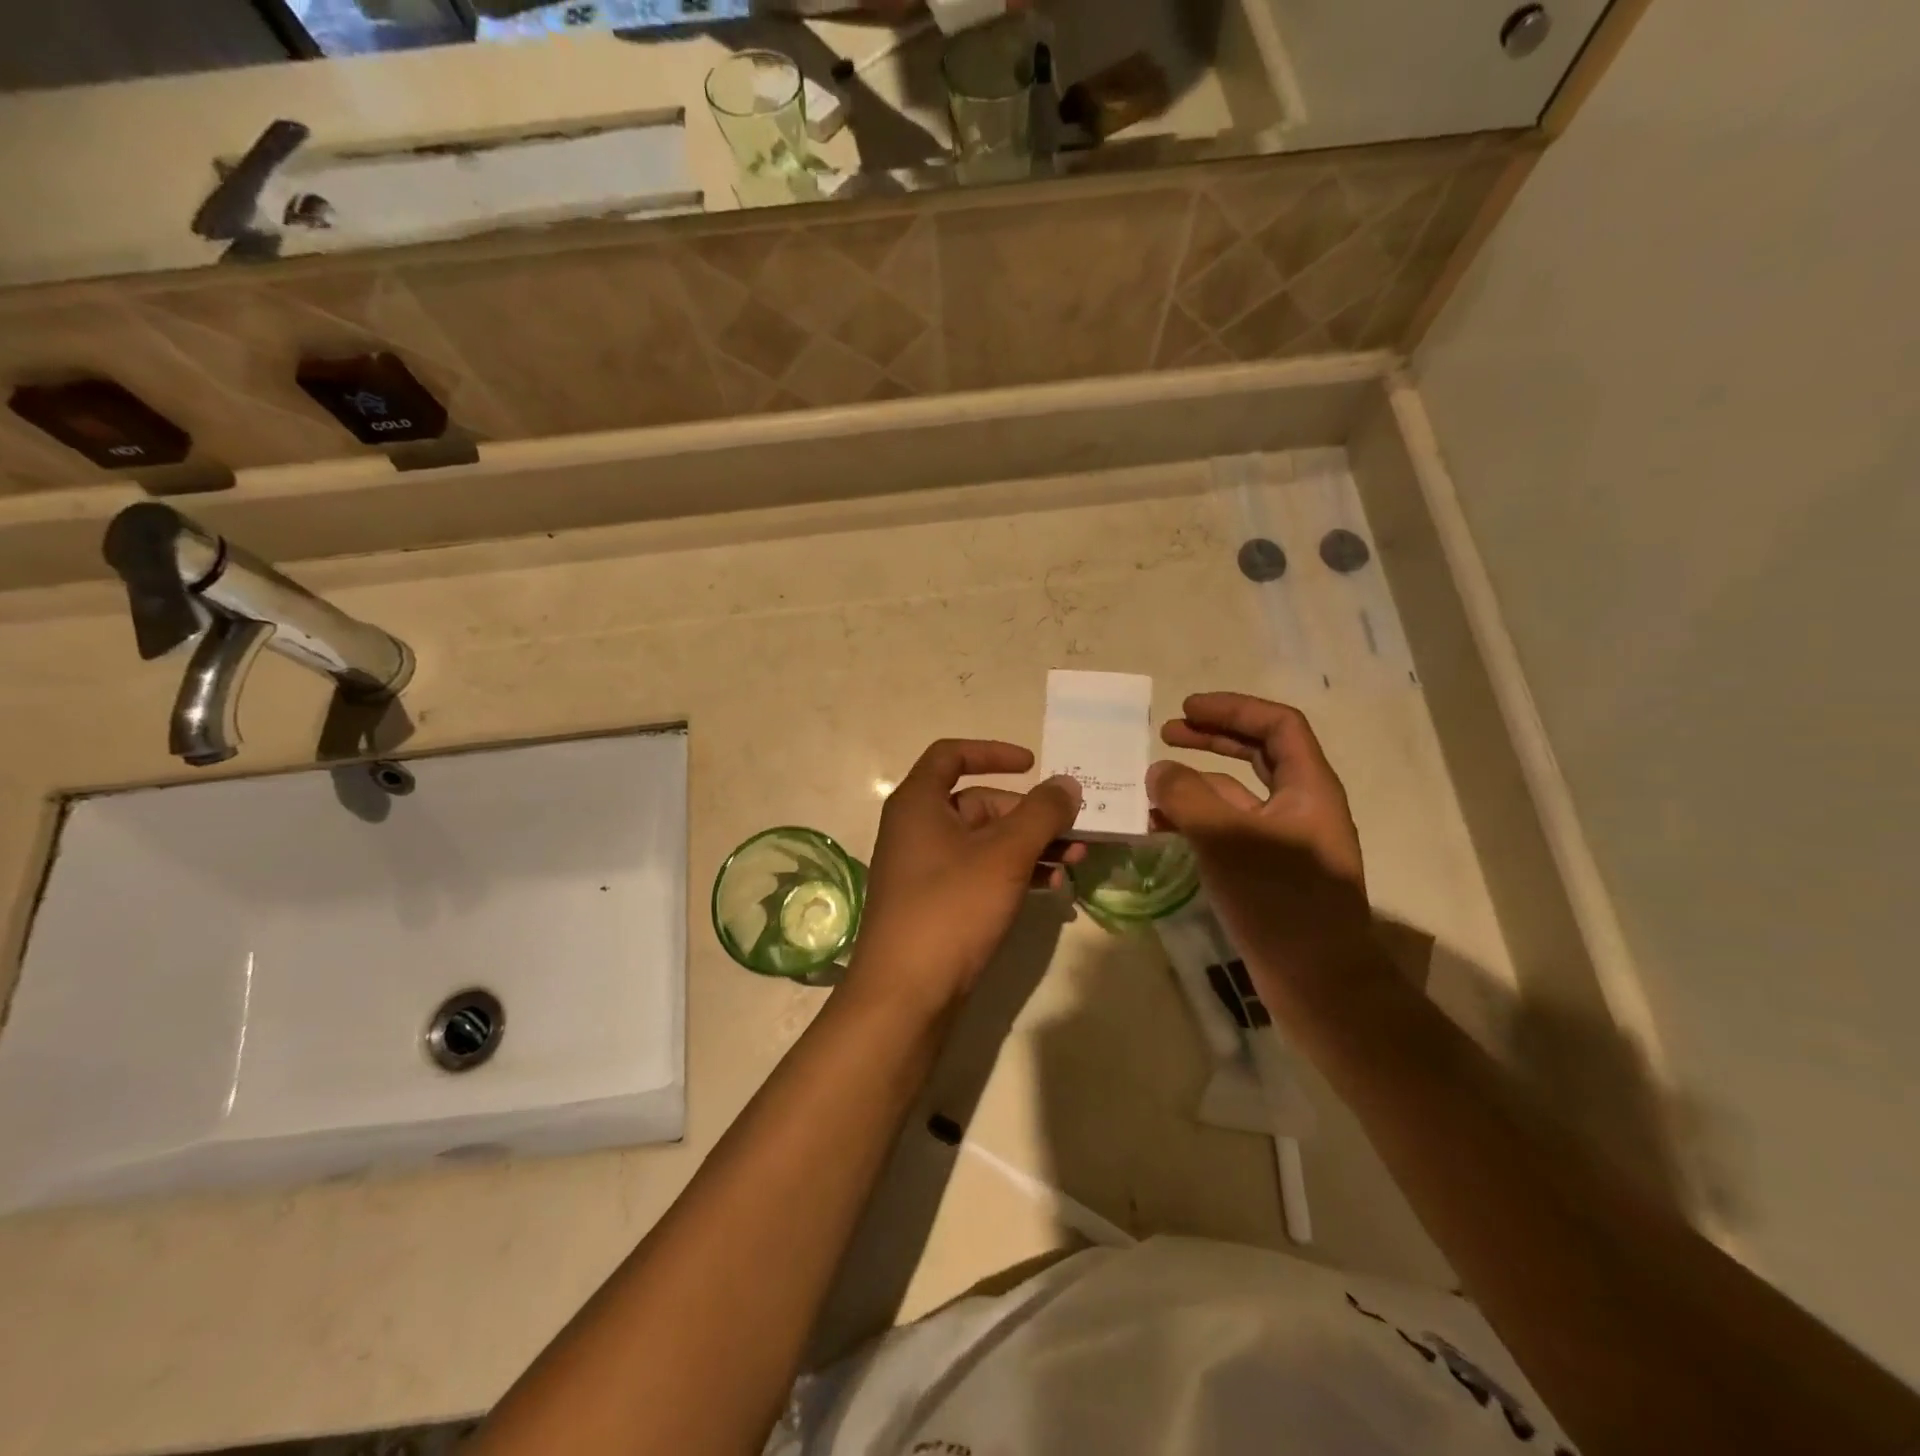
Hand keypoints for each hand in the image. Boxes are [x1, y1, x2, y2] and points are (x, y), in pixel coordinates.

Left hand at [849, 740, 1081, 1014]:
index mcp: (918, 803)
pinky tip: (1051, 890)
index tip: (1034, 764)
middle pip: (978, 803)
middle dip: (1030, 815)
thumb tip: (1067, 784)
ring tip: (1075, 861)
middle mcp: (916, 828)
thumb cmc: (951, 908)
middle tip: (1076, 831)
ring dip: (1031, 846)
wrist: (906, 994)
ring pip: (985, 842)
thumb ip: (1041, 814)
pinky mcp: (936, 903)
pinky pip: (980, 873)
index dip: (993, 752)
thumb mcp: (1004, 855)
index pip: (952, 755)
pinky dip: (1014, 874)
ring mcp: (925, 869)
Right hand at [1148, 693, 1372, 972]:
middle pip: (1257, 753)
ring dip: (1196, 783)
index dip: (1233, 709)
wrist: (1319, 983)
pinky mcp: (1266, 871)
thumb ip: (1187, 797)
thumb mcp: (1227, 839)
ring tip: (1151, 783)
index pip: (1277, 725)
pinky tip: (1161, 828)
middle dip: (1212, 738)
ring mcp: (1283, 840)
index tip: (1187, 709)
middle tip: (1167, 732)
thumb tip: (1158, 771)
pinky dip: (1196, 821)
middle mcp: (1300, 806)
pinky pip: (1227, 830)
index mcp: (1308, 787)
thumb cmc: (1281, 900)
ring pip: (1237, 795)